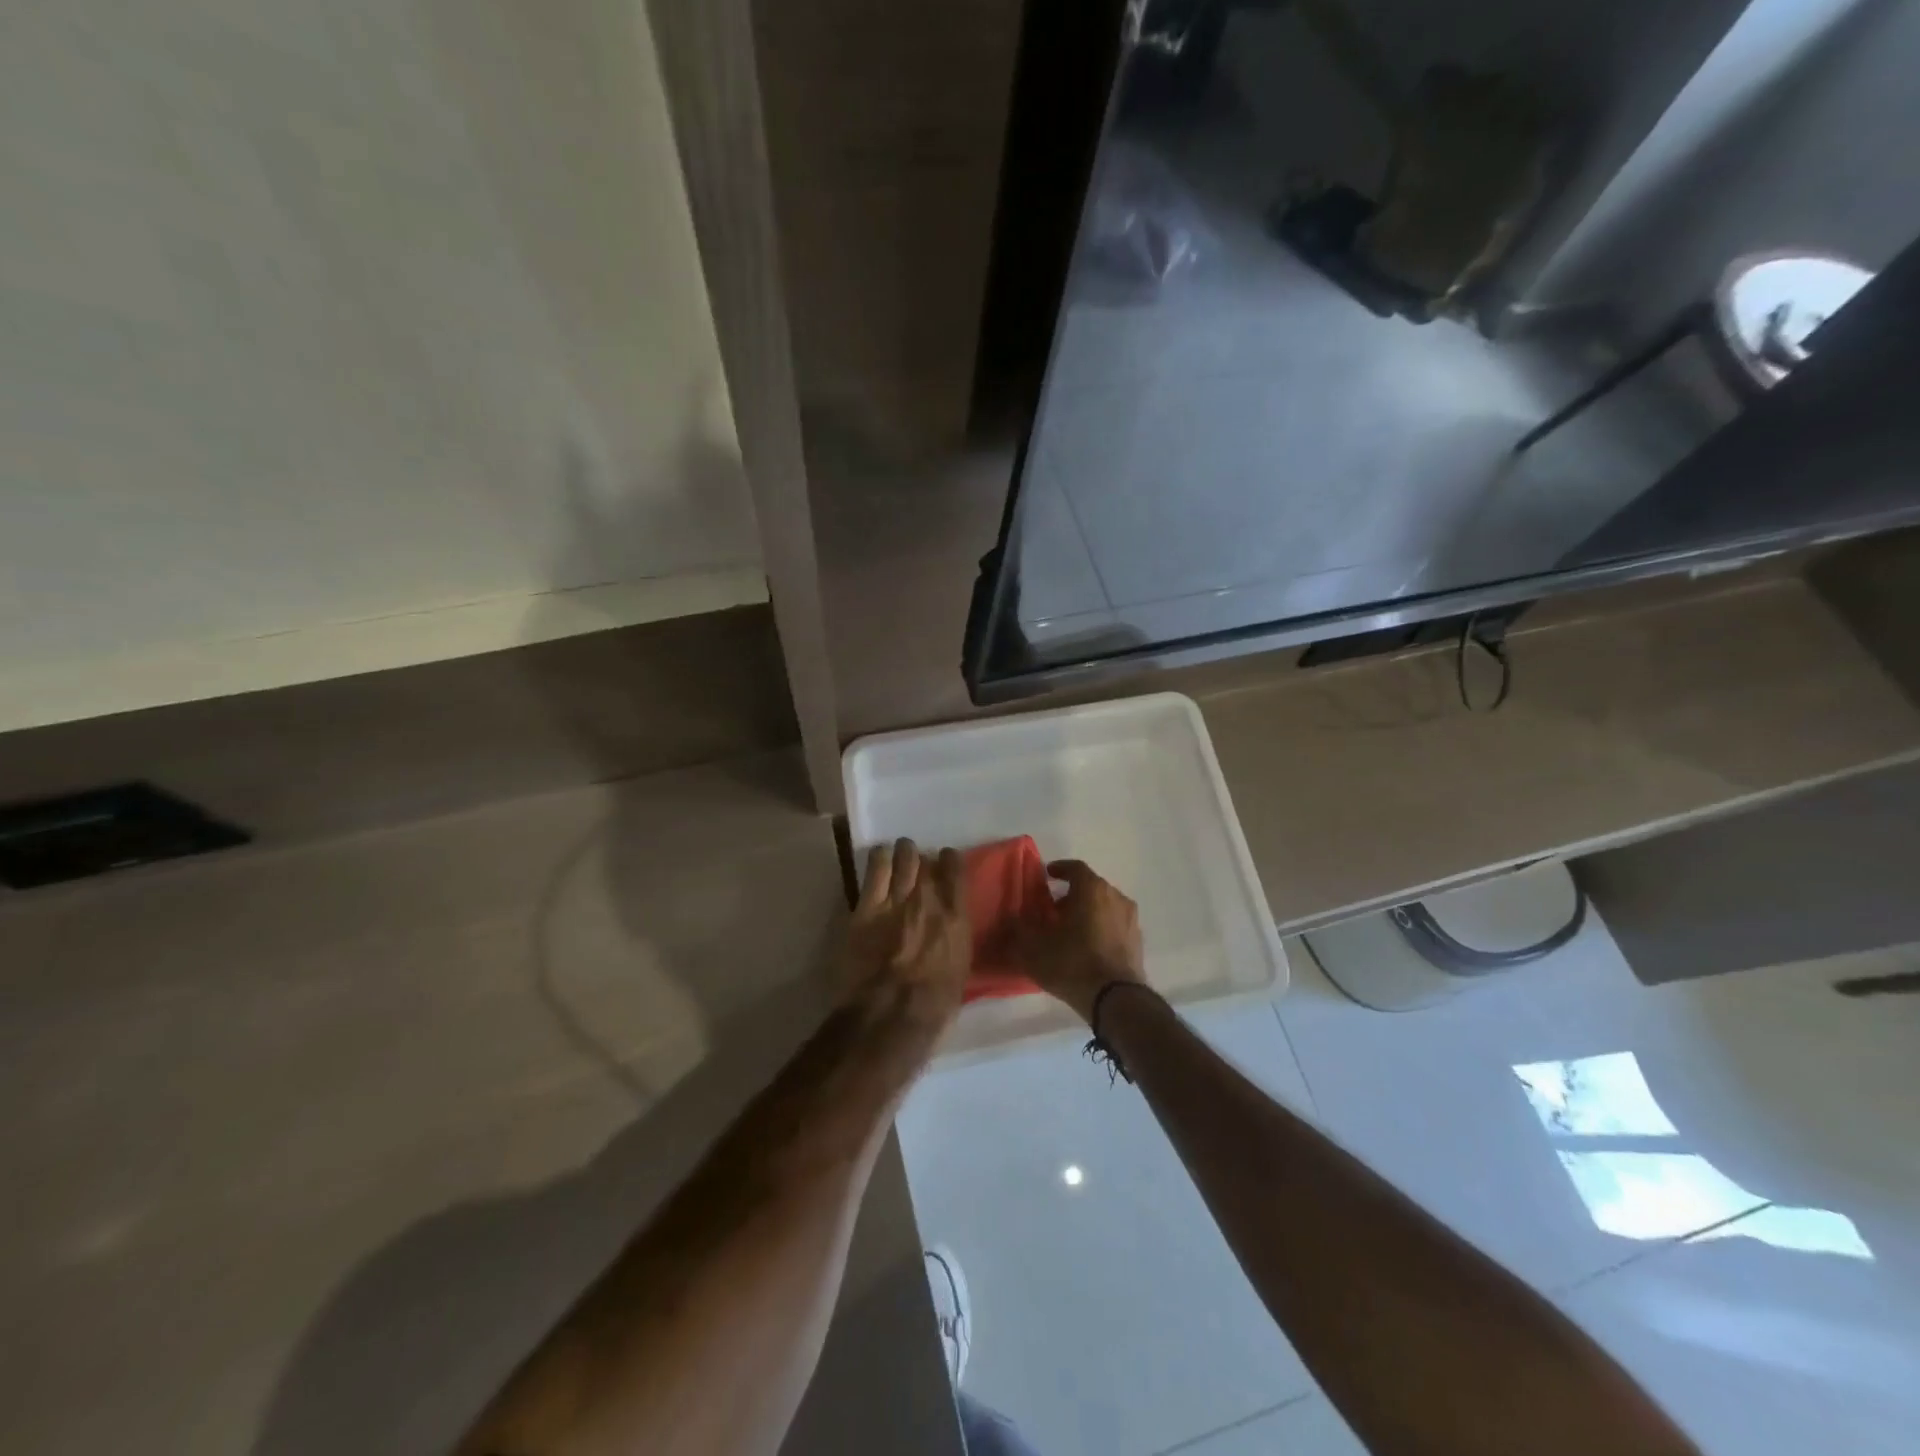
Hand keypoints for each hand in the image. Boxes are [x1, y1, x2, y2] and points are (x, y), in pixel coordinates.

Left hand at [845, 838, 970, 1028]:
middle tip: (918, 867)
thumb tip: (949, 930)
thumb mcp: (959, 971)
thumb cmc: (931, 1006)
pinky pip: (876, 867)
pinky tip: (880, 858)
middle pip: (928, 861)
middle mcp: (930, 899)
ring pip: (904, 856)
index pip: (957, 870)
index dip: (950, 862)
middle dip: (923, 861)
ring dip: (903, 854)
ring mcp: (897, 899)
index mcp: (956, 918)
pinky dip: (879, 858)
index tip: (945, 864)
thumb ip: (954, 940)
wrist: (889, 1015)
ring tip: (899, 857)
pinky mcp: (867, 905)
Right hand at [1015, 859, 1144, 1022]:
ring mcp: (1130, 920)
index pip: (1075, 868)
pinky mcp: (1137, 942)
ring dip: (1087, 913)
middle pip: (1091, 887)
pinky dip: (1101, 929)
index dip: (1060, 869)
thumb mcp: (1033, 947)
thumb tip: (1011, 917)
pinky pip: (1115, 926)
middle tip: (1053, 910)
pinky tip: (1088, 948)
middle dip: (1071, 895)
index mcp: (1092, 889)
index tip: (1047, 876)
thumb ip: (1019, 928)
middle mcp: (1115, 897)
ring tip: (1070, 931)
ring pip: (1105, 907)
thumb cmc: (1072, 963)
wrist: (1115, 999)